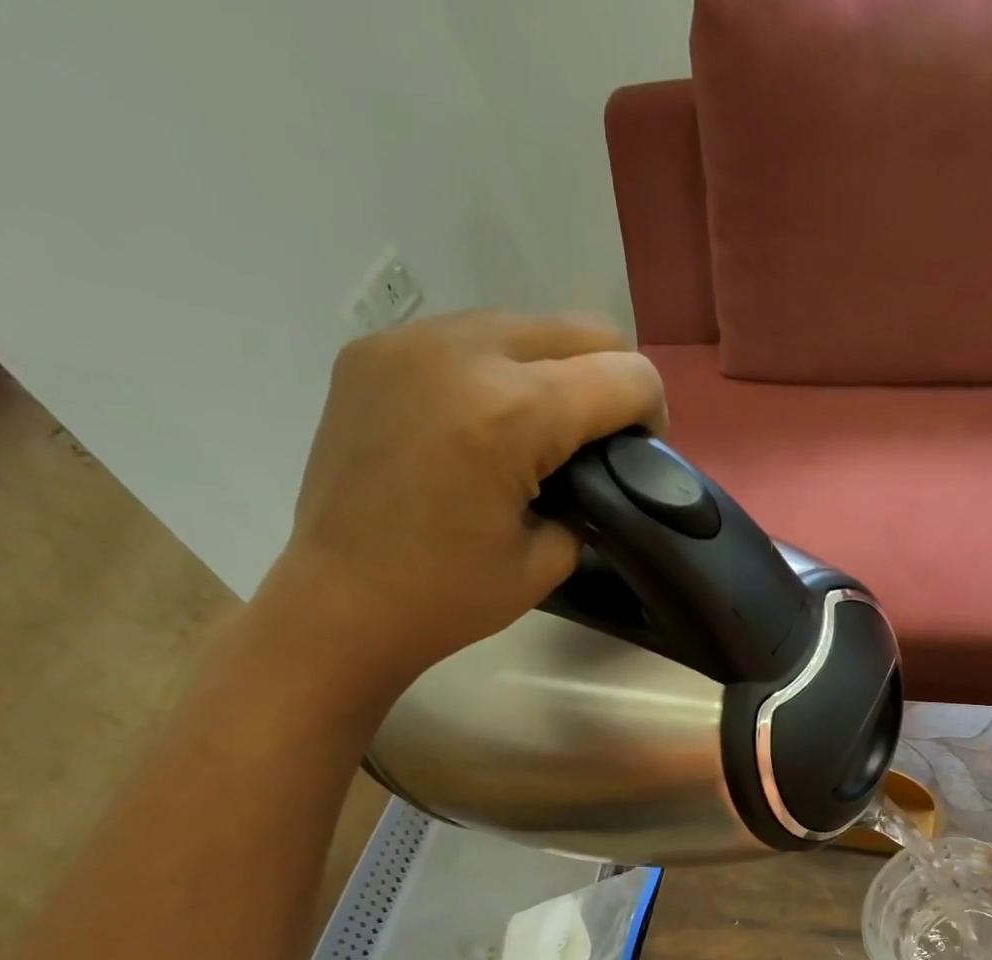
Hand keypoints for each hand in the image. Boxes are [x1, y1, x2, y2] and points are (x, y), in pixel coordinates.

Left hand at [260, 310, 666, 697]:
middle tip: (598, 436)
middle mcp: (463, 353)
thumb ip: (590, 496)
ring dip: (551, 369)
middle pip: (581, 329)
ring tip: (536, 429)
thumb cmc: (450, 597)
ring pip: (523, 325)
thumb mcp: (550, 558)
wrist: (339, 603)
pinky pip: (464, 337)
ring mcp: (410, 343)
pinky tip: (479, 421)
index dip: (652, 413)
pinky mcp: (373, 351)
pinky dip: (493, 370)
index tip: (640, 452)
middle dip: (609, 379)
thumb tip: (595, 467)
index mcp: (514, 414)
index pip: (625, 375)